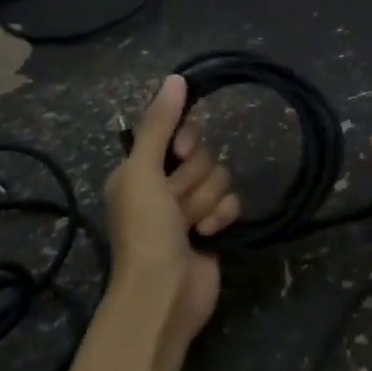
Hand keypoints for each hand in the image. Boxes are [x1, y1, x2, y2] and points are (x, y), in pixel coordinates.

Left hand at [104, 75, 240, 346]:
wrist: (164, 292)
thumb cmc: (145, 230)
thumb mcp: (142, 172)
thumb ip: (159, 125)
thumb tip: (176, 78)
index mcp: (140, 169)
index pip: (177, 132)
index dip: (186, 140)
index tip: (182, 152)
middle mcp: (164, 185)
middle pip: (202, 155)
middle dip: (194, 179)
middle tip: (176, 202)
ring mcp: (190, 207)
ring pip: (219, 177)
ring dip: (206, 200)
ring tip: (190, 225)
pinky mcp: (214, 226)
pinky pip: (232, 202)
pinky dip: (222, 216)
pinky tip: (208, 234)